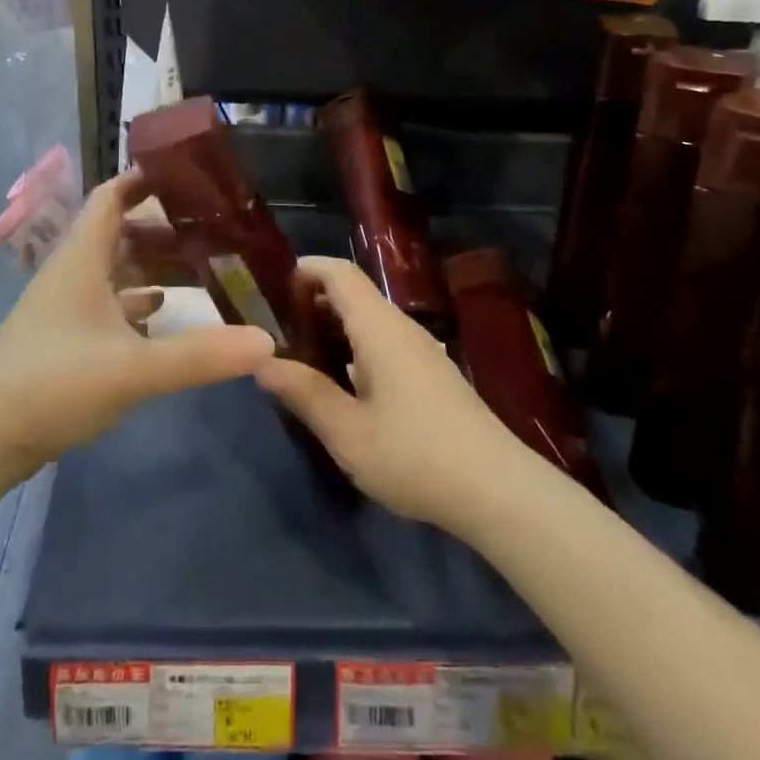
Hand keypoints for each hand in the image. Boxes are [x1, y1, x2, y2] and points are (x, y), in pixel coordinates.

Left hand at [0, 171, 277, 476]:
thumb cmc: (52, 383)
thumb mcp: (132, 369)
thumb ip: (199, 355)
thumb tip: (267, 341)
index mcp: (82, 258)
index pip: (112, 196)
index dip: (145, 180)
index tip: (189, 176)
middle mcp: (74, 273)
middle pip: (121, 232)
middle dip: (164, 227)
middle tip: (214, 229)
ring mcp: (67, 307)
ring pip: (116, 270)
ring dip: (153, 265)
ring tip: (203, 266)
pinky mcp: (66, 339)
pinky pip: (110, 306)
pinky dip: (138, 303)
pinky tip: (164, 315)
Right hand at [255, 256, 526, 531]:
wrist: (498, 490)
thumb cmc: (415, 455)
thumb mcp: (348, 432)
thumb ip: (304, 393)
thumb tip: (262, 362)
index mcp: (380, 328)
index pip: (340, 274)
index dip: (306, 268)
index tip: (272, 285)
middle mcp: (401, 328)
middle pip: (354, 294)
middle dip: (313, 300)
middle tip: (275, 327)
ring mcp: (421, 351)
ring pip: (369, 320)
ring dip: (333, 327)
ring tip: (299, 354)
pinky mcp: (431, 375)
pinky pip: (383, 343)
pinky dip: (353, 348)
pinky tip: (340, 383)